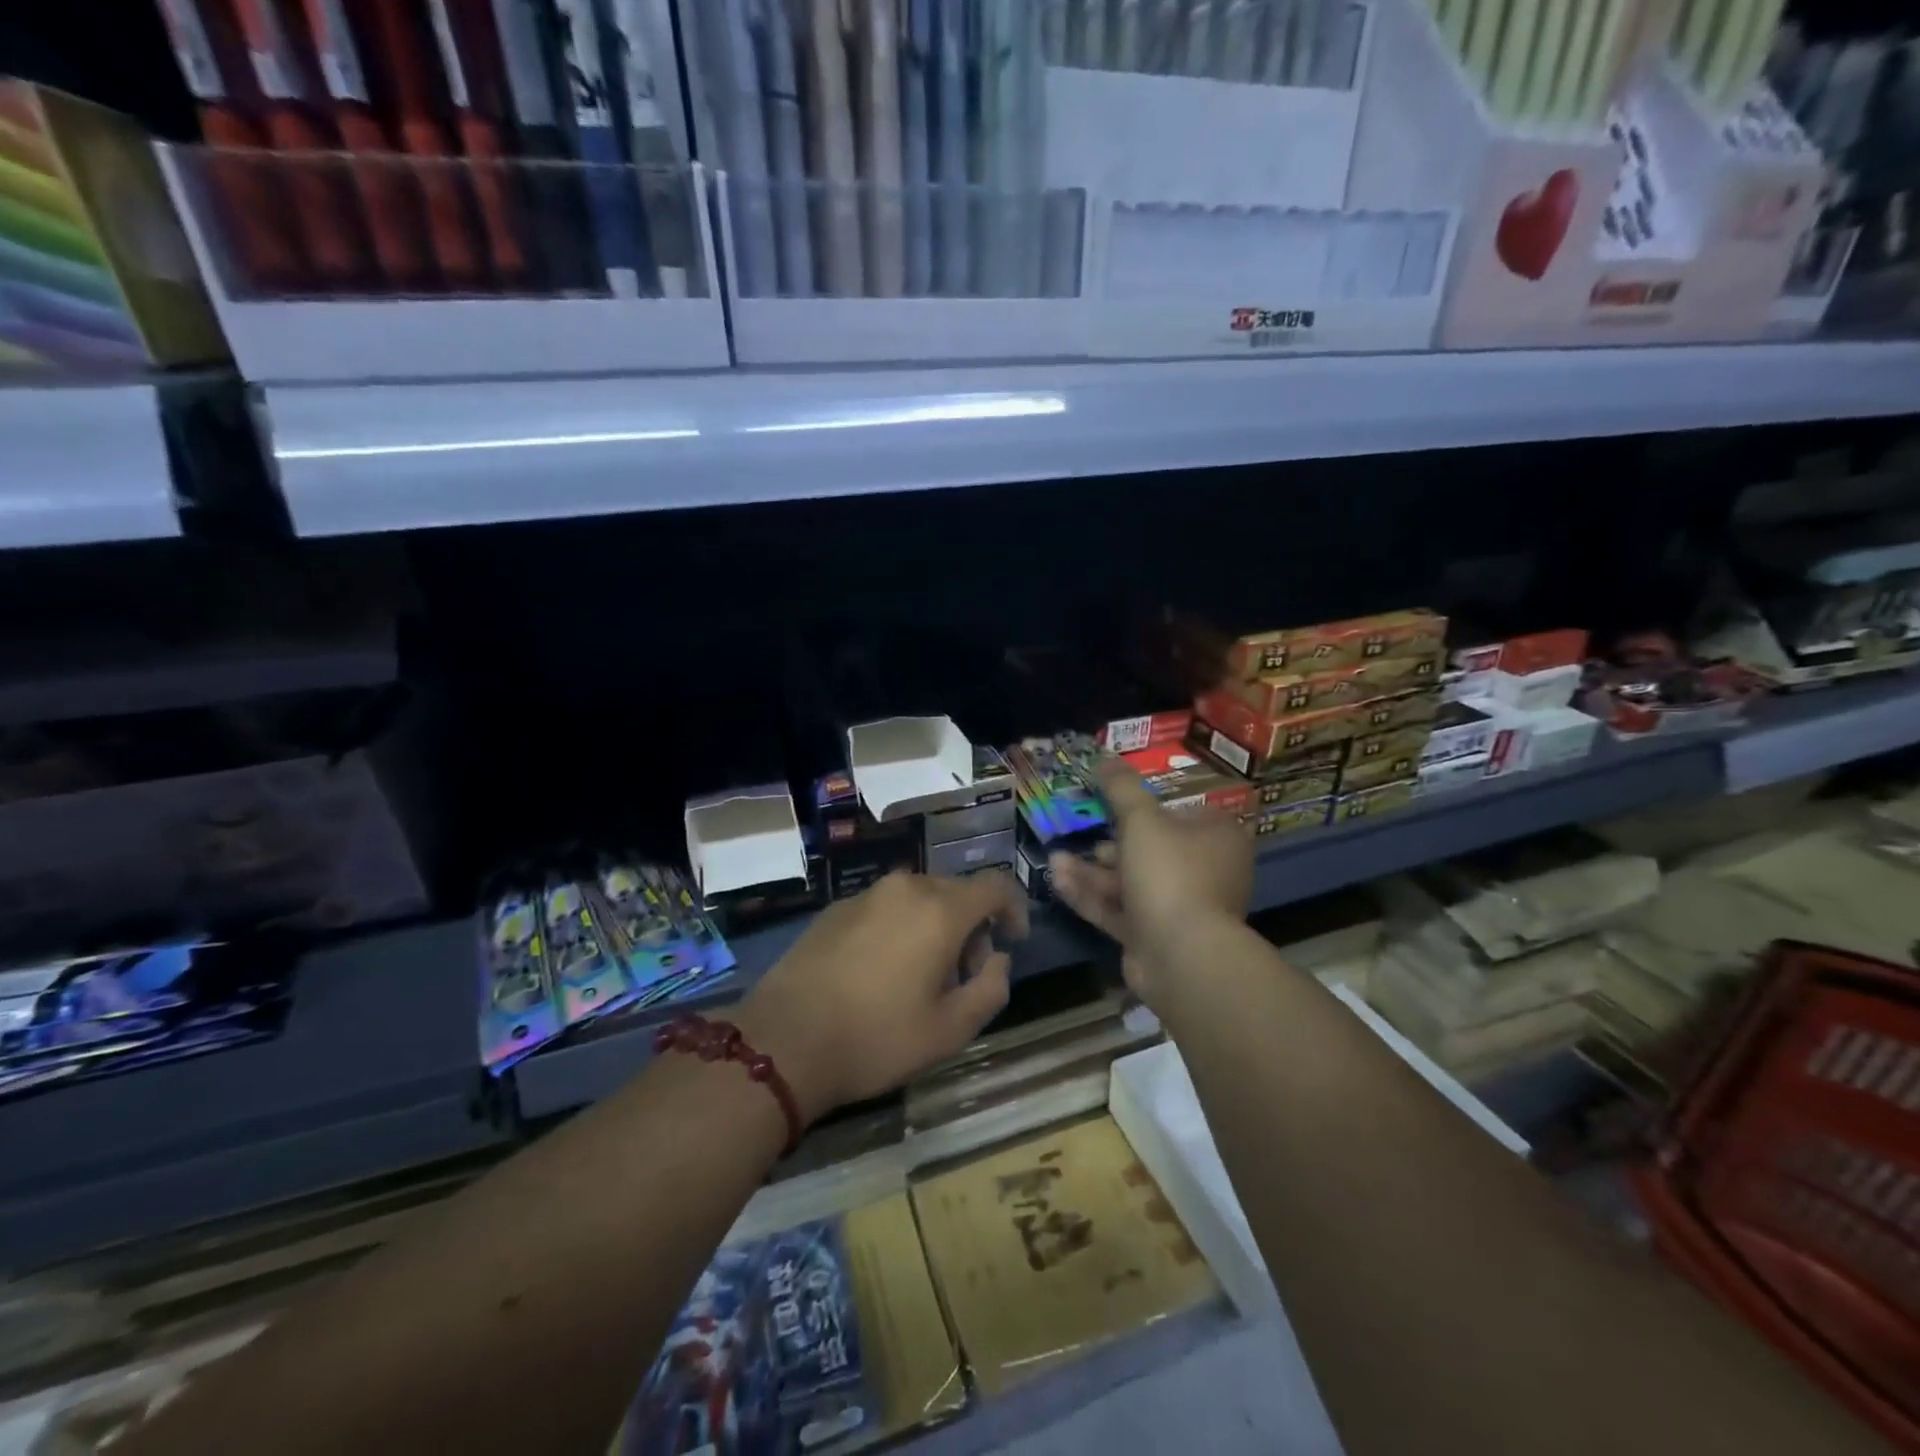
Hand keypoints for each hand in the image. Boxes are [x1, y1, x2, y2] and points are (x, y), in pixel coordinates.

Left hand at [734, 870, 1028, 1123]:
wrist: (784, 1039)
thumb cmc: (877, 1037)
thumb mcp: (950, 1029)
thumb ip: (991, 988)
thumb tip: (998, 959)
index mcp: (940, 910)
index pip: (994, 885)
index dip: (1013, 908)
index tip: (1013, 940)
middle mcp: (905, 888)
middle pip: (955, 892)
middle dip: (972, 926)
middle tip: (965, 975)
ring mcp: (865, 895)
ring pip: (918, 898)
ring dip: (934, 927)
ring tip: (921, 977)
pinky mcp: (835, 909)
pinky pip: (885, 907)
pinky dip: (900, 927)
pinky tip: (881, 971)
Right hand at [1049, 761, 1252, 1008]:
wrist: (1181, 955)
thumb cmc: (1169, 872)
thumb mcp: (1141, 819)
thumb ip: (1121, 788)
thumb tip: (1105, 758)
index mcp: (1217, 838)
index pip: (1183, 814)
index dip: (1148, 808)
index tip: (1112, 804)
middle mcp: (1205, 872)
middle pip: (1152, 850)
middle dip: (1109, 843)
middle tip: (1081, 832)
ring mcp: (1181, 909)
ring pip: (1130, 882)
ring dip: (1092, 871)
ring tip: (1054, 859)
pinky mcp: (1155, 938)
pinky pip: (1120, 911)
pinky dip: (1091, 896)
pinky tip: (1058, 881)